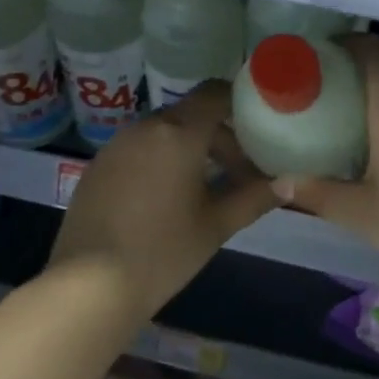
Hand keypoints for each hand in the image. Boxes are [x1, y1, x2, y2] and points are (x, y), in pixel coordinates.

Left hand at [50, 82, 276, 317]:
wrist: (88, 286)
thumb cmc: (162, 251)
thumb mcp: (217, 225)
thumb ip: (255, 197)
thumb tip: (289, 182)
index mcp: (179, 133)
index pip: (215, 93)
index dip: (239, 102)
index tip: (258, 125)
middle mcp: (146, 127)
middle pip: (191, 114)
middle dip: (219, 136)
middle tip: (238, 172)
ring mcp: (116, 145)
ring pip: (164, 132)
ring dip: (189, 148)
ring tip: (203, 188)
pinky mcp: (97, 166)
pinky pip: (139, 149)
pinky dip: (160, 160)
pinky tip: (164, 199)